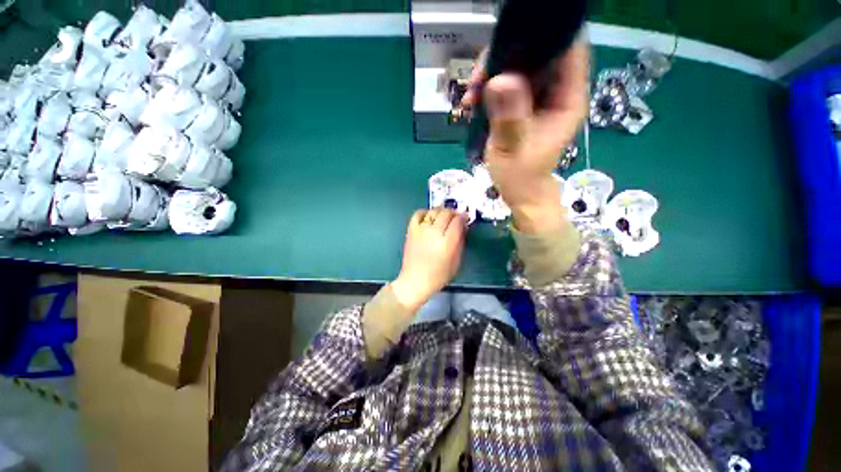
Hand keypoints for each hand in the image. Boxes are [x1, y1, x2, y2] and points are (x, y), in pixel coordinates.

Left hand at [390, 209, 465, 312]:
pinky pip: (418, 214)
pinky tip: (429, 217)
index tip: (465, 217)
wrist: (415, 281)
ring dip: (441, 211)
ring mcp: (421, 230)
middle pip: (446, 214)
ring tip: (444, 217)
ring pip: (434, 212)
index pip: (457, 221)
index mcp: (447, 243)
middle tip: (456, 217)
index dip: (463, 217)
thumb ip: (460, 243)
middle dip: (454, 213)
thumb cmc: (438, 275)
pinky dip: (425, 212)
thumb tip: (462, 228)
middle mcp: (434, 233)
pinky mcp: (411, 230)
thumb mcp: (456, 262)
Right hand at [462, 41, 589, 233]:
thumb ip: (508, 118)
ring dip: (493, 73)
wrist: (520, 193)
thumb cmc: (521, 177)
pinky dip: (489, 88)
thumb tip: (500, 80)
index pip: (567, 48)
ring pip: (520, 67)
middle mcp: (557, 92)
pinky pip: (508, 84)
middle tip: (478, 77)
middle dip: (506, 57)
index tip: (508, 42)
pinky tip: (473, 101)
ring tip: (471, 94)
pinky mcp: (524, 105)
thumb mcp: (512, 150)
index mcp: (567, 99)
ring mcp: (540, 98)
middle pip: (538, 53)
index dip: (541, 36)